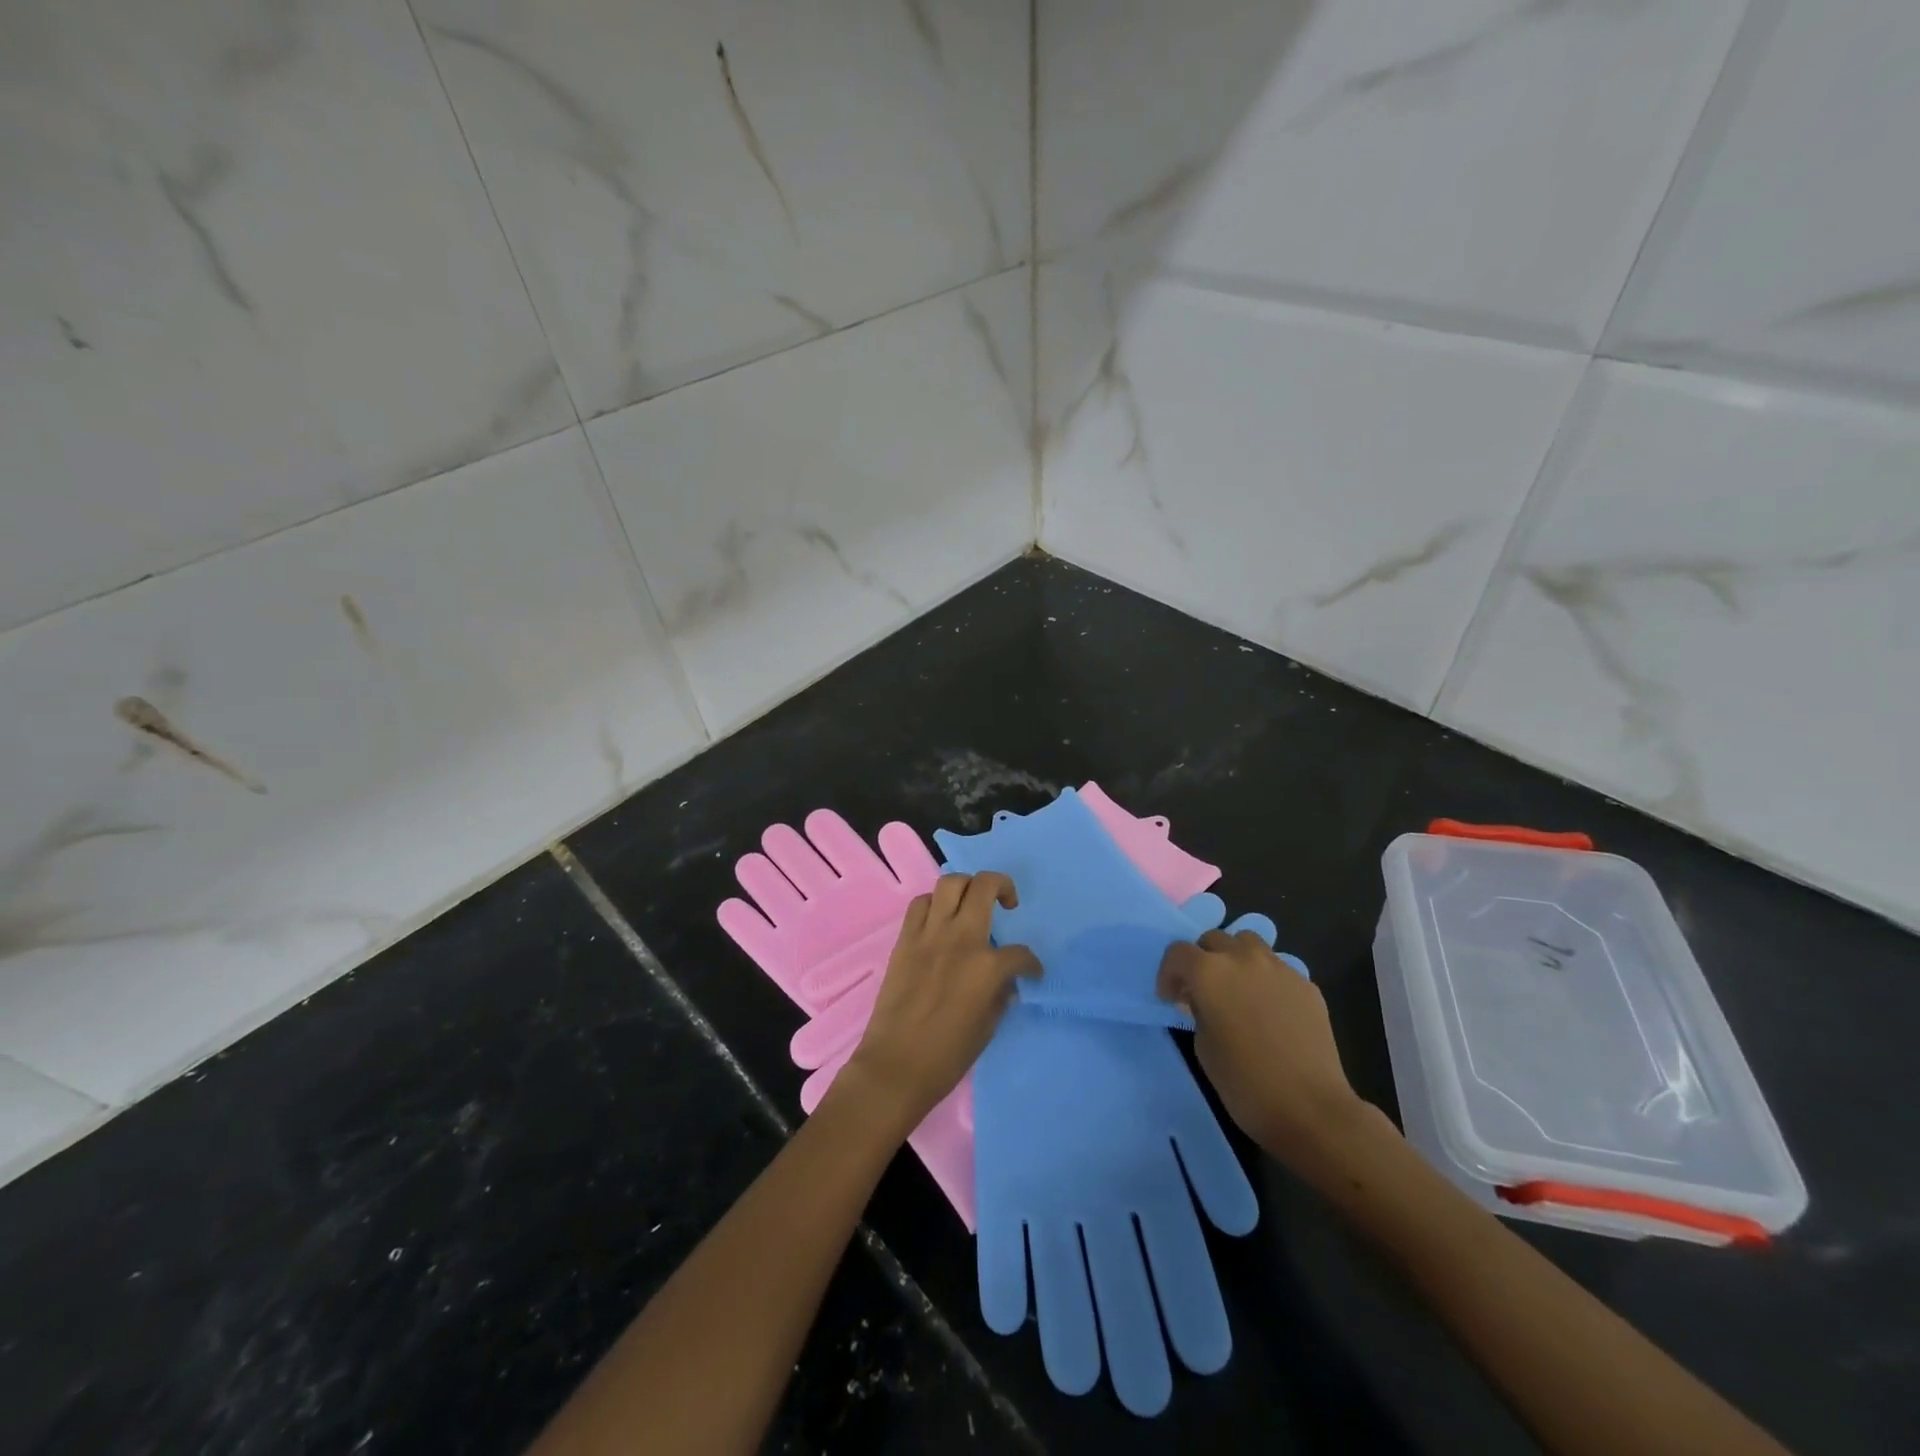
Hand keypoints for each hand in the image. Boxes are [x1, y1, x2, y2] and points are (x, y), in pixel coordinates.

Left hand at [843, 872, 1039, 1133]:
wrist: (895, 1066)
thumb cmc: (947, 1056)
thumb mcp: (988, 1028)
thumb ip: (1001, 995)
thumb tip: (1006, 982)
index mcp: (987, 967)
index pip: (1020, 954)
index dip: (1032, 964)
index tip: (1031, 973)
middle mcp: (960, 939)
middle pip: (984, 886)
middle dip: (1003, 886)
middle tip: (1008, 903)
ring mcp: (929, 935)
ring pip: (950, 883)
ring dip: (967, 886)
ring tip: (973, 902)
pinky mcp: (905, 939)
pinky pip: (920, 904)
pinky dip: (934, 904)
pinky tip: (940, 920)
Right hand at [1157, 929, 1365, 1168]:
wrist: (1310, 1108)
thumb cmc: (1245, 1083)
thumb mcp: (1203, 1047)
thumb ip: (1198, 1011)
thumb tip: (1203, 1002)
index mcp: (1209, 972)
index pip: (1178, 953)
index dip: (1169, 974)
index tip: (1171, 998)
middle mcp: (1242, 959)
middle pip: (1214, 939)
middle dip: (1202, 960)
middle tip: (1202, 991)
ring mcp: (1279, 968)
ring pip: (1248, 943)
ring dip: (1235, 958)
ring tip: (1237, 989)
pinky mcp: (1306, 984)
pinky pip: (1277, 968)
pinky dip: (1265, 978)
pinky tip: (1270, 1009)